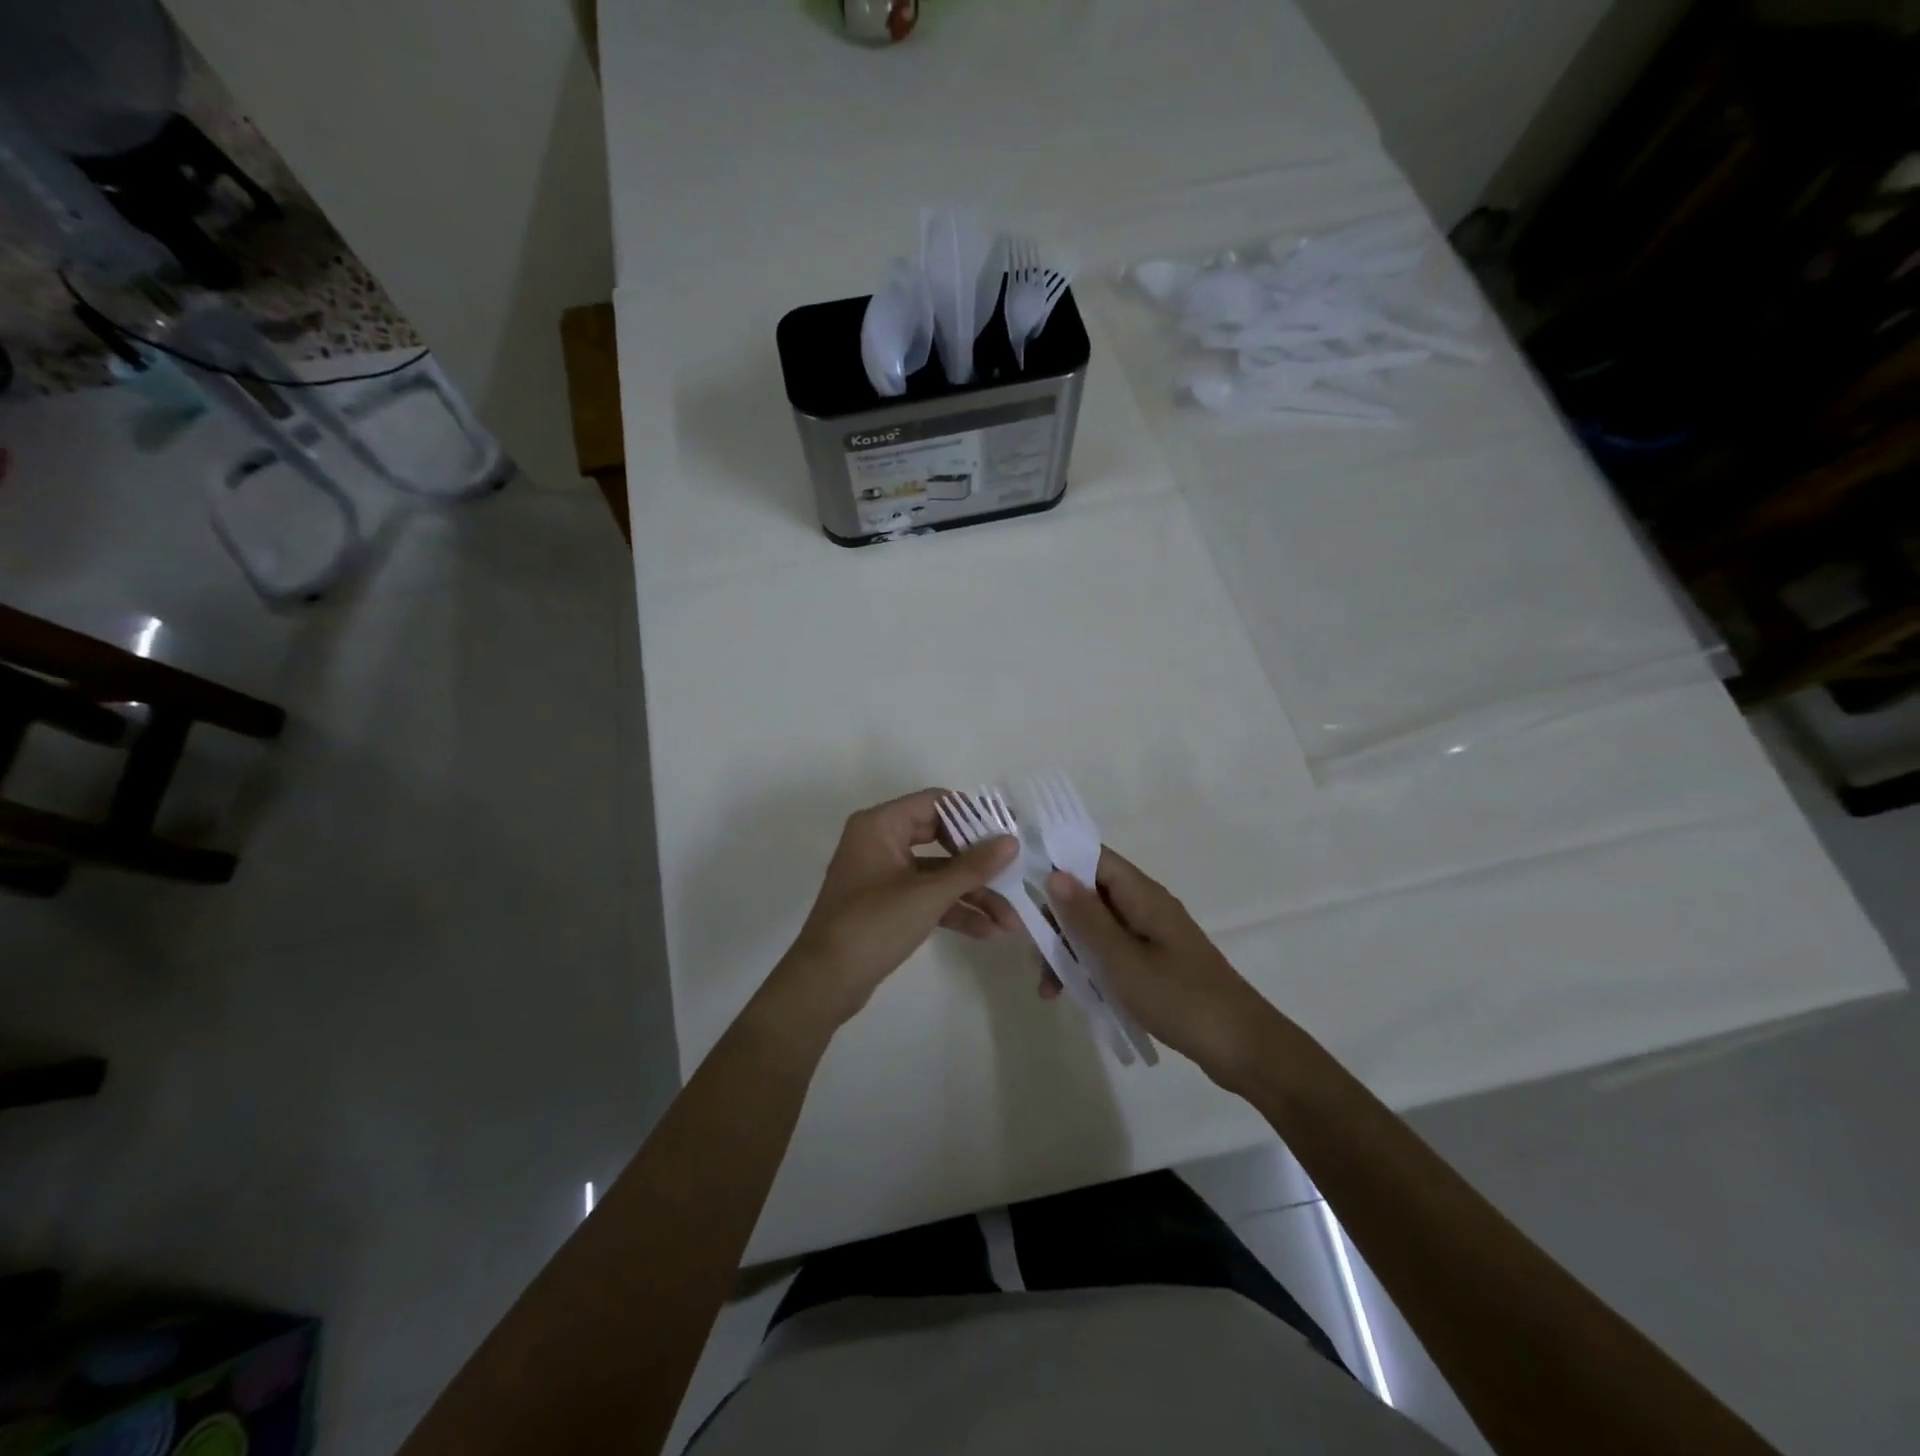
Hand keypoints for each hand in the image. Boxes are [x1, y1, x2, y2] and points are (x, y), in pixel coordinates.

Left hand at [768, 789, 1019, 1028]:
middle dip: (980, 864)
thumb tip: (1011, 841)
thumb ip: (973, 867)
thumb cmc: (873, 925)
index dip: (975, 816)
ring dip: (973, 894)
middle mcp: (881, 840)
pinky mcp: (888, 903)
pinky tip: (988, 931)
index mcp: (881, 824)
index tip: (1008, 834)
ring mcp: (884, 874)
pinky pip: (927, 896)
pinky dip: (954, 910)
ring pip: (938, 873)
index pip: (937, 803)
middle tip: (1015, 875)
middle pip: (942, 838)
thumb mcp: (928, 895)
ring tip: (1010, 921)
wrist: (825, 982)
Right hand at [1046, 849, 1278, 1086]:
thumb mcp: (1121, 959)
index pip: (1093, 857)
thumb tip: (1054, 874)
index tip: (1021, 883)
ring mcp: (1151, 935)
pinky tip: (1074, 995)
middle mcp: (1146, 906)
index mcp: (1142, 895)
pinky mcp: (1155, 962)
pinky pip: (1112, 951)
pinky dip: (1090, 967)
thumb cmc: (1179, 997)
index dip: (1057, 862)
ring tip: (1050, 990)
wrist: (1242, 1048)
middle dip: (1057, 919)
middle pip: (1090, 894)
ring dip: (1069, 950)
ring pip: (1097, 927)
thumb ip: (1086, 917)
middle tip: (1034, 952)